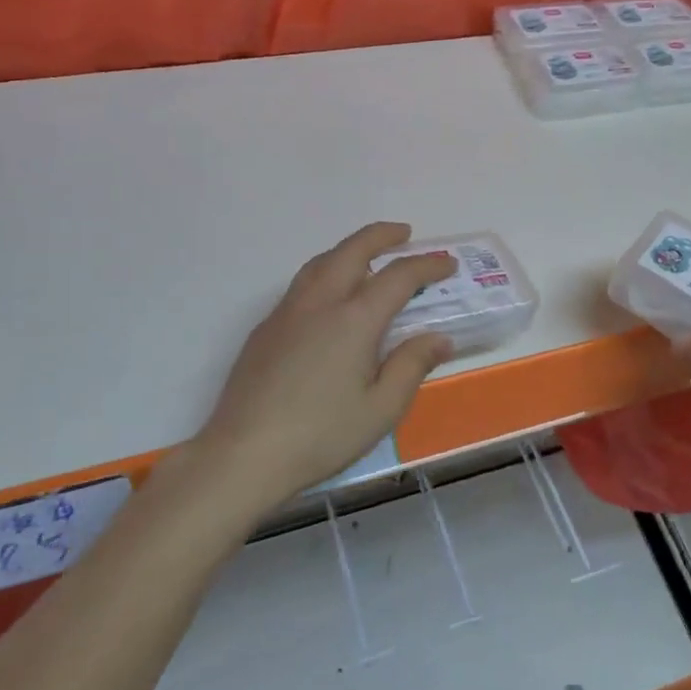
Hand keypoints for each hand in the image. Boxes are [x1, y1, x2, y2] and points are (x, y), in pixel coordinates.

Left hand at [180, 223, 457, 508]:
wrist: (242, 456)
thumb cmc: (321, 436)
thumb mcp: (381, 409)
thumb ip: (412, 365)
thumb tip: (439, 338)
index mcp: (354, 319)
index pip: (398, 276)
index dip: (427, 264)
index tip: (447, 262)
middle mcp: (319, 303)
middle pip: (352, 250)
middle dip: (381, 236)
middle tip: (404, 233)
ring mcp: (286, 313)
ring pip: (321, 262)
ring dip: (349, 249)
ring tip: (368, 256)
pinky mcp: (265, 329)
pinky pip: (302, 283)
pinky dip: (326, 271)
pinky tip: (331, 296)